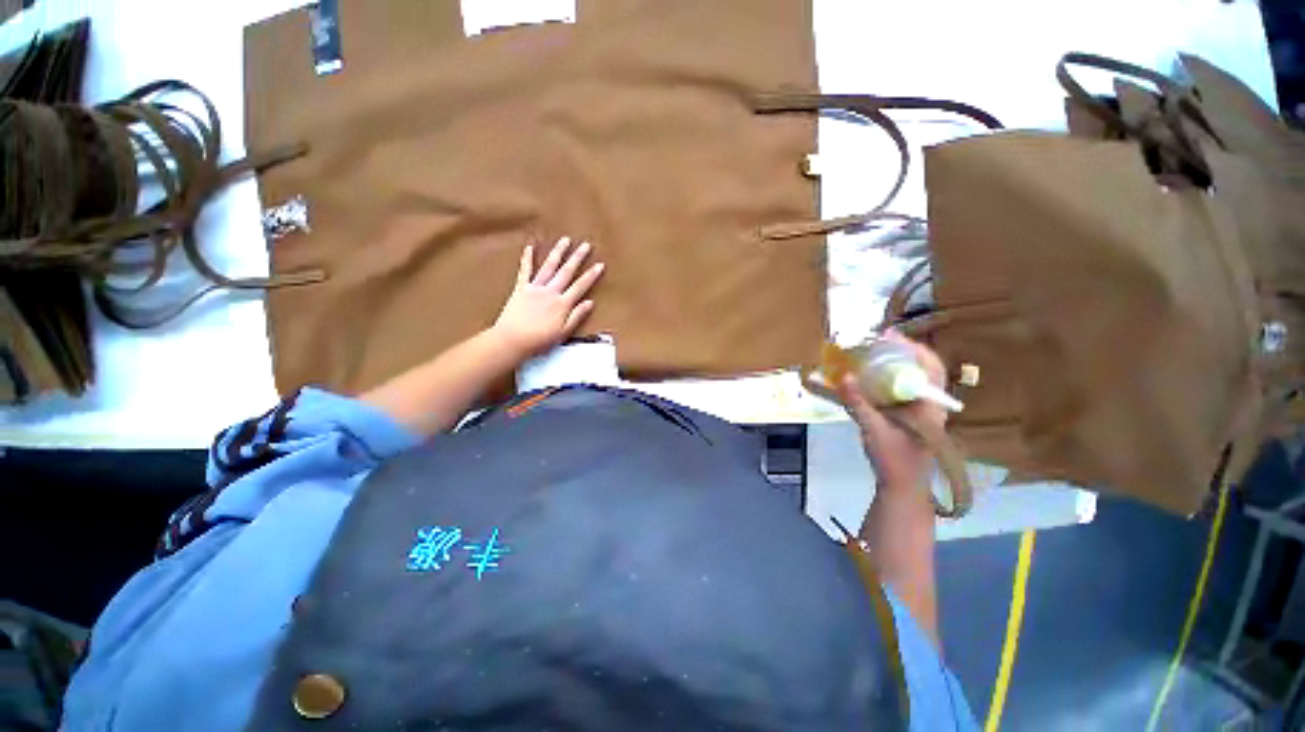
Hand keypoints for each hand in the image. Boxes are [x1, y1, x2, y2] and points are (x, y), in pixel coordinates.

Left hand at [492, 236, 604, 358]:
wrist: (512, 340)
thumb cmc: (540, 340)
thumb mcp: (563, 332)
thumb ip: (577, 316)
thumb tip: (590, 302)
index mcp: (562, 304)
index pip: (580, 286)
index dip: (591, 275)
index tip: (600, 265)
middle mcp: (550, 292)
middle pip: (566, 271)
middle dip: (577, 257)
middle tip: (586, 245)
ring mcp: (535, 288)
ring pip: (549, 267)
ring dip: (558, 252)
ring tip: (565, 240)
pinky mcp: (520, 289)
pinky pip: (525, 271)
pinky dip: (527, 259)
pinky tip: (530, 247)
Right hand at [834, 331, 948, 492]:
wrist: (901, 486)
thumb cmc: (894, 460)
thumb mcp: (874, 430)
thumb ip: (858, 404)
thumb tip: (843, 377)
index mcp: (930, 405)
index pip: (931, 367)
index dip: (913, 348)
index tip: (888, 335)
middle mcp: (928, 402)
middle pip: (920, 368)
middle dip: (900, 351)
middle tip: (876, 339)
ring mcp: (918, 409)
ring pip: (909, 377)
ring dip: (892, 362)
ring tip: (870, 352)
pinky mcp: (906, 415)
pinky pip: (897, 388)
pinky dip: (884, 378)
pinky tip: (866, 376)